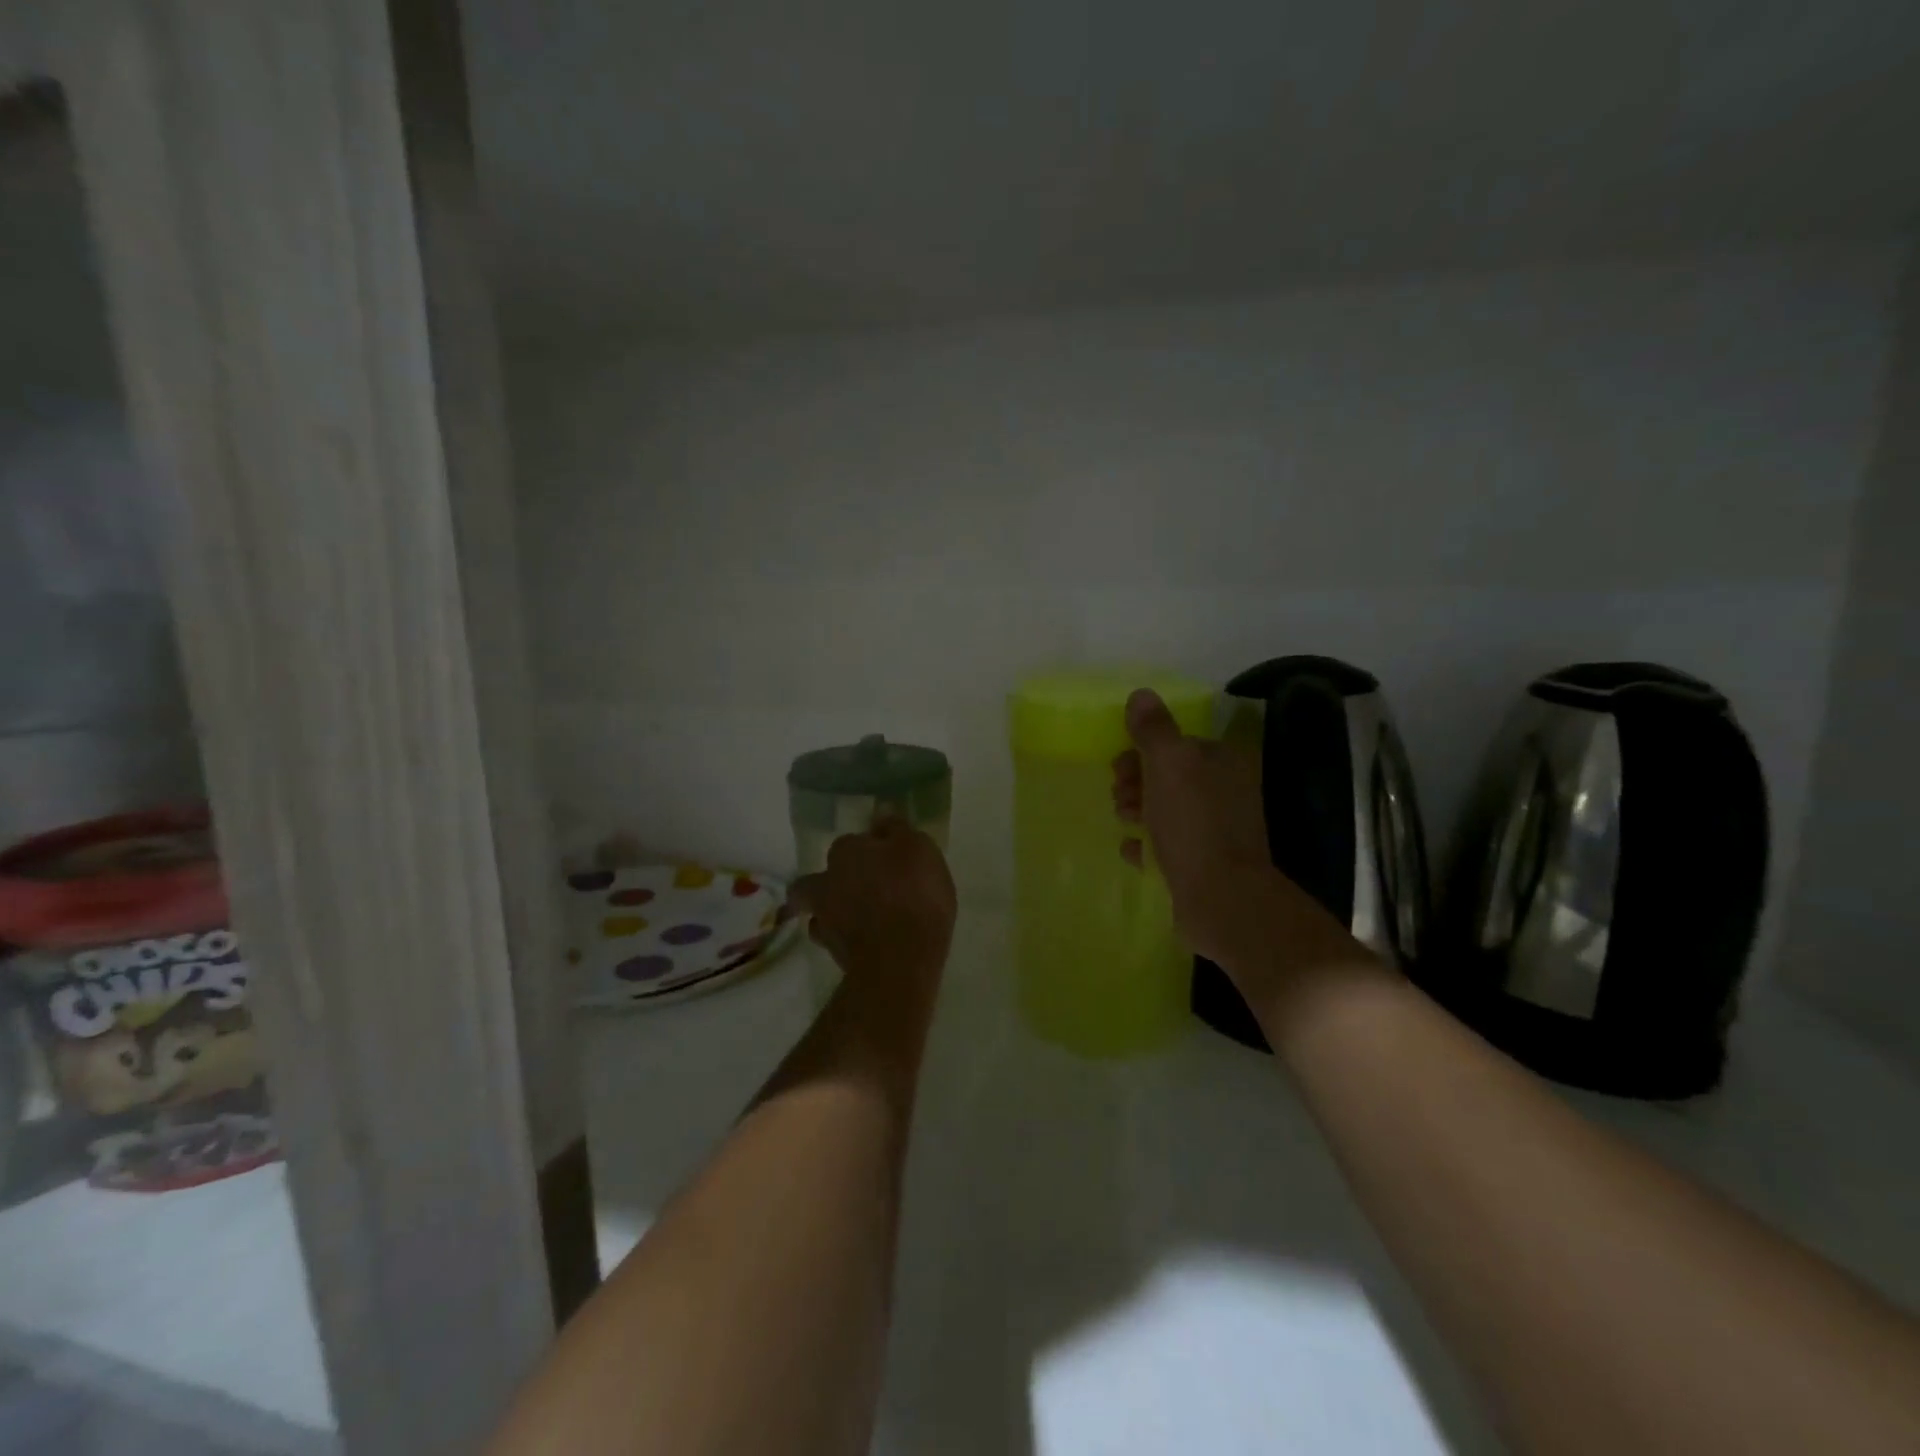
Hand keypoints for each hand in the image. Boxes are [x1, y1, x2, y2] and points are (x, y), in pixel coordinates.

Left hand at [789, 819, 956, 994]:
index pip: (851, 842)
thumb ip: (898, 830)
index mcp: (846, 851)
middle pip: (818, 877)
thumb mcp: (919, 850)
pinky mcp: (832, 953)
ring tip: (859, 919)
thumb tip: (882, 816)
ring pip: (818, 910)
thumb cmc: (914, 895)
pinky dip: (844, 938)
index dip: (869, 849)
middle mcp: (826, 881)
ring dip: (833, 911)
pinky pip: (832, 939)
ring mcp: (825, 920)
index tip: (887, 858)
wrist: (900, 960)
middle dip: (832, 881)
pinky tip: (864, 941)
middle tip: (859, 889)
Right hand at [1112, 688, 1284, 969]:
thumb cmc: (1194, 823)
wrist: (1221, 898)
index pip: (1177, 744)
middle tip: (1121, 797)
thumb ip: (1154, 728)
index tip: (1120, 766)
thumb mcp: (1170, 764)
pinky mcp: (1202, 865)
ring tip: (1125, 823)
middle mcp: (1223, 792)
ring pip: (1165, 811)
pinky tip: (1133, 851)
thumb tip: (1141, 694)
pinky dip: (1146, 846)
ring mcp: (1214, 831)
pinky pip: (1165, 847)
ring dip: (1137, 812)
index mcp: (1222, 762)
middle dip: (1136, 782)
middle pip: (1168, 777)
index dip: (1143, 751)